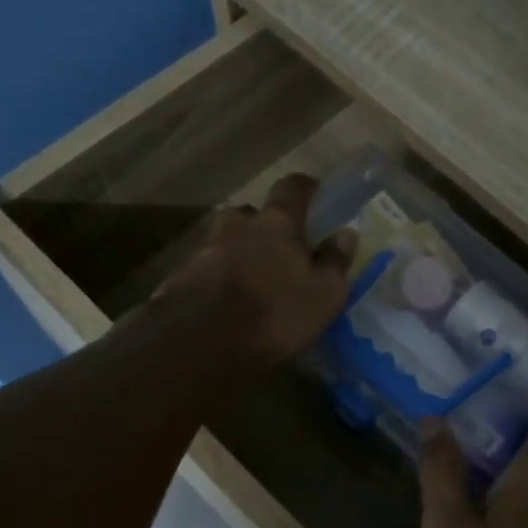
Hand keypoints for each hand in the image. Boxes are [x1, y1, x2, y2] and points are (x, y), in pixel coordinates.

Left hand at [156, 174, 354, 365]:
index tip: (312, 189)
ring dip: (237, 250)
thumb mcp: (323, 295)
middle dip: (262, 223)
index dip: (303, 187)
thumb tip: (346, 234)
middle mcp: (238, 226)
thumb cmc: (275, 313)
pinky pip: (205, 268)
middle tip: (275, 242)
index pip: (291, 189)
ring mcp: (205, 249)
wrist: (201, 340)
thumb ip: (335, 262)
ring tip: (249, 274)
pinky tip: (224, 298)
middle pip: (249, 213)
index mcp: (277, 224)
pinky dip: (217, 276)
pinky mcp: (181, 277)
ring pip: (225, 240)